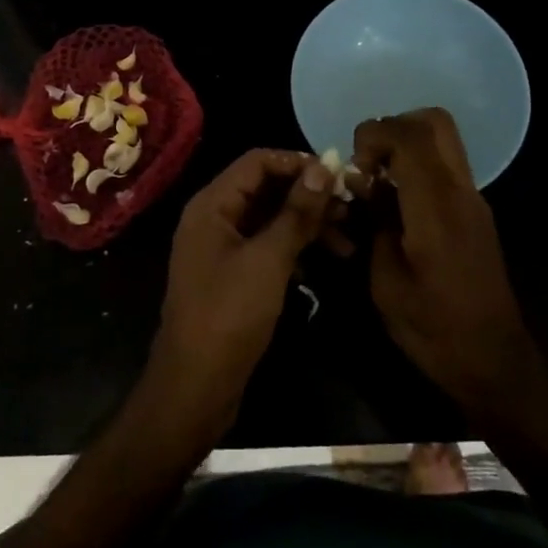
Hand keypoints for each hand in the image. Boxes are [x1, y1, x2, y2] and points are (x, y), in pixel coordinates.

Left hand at [146, 149, 334, 427]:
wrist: (196, 386)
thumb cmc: (229, 315)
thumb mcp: (268, 260)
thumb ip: (296, 213)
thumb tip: (324, 167)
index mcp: (212, 204)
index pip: (258, 161)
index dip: (298, 163)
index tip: (339, 176)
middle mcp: (214, 218)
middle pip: (266, 189)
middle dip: (308, 196)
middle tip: (352, 209)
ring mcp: (223, 247)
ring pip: (270, 219)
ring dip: (307, 225)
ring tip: (349, 240)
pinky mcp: (234, 274)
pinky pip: (268, 246)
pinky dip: (295, 249)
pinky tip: (326, 261)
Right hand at [354, 109, 541, 418]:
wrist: (494, 362)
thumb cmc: (433, 329)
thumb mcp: (386, 280)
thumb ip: (374, 221)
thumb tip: (362, 183)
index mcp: (437, 206)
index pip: (410, 136)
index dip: (373, 134)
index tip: (353, 166)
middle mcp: (461, 191)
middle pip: (435, 122)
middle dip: (394, 127)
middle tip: (368, 162)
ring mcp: (473, 200)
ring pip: (443, 141)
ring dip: (405, 146)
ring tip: (377, 183)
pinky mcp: (476, 212)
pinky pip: (445, 166)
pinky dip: (417, 166)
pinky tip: (395, 203)